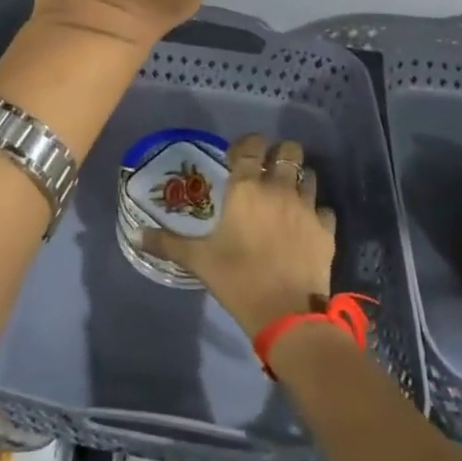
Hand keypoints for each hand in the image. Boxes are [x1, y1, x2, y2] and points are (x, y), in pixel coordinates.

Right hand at [142, 135, 335, 338]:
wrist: (287, 316)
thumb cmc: (237, 279)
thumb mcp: (197, 260)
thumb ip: (167, 243)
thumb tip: (135, 236)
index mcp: (246, 188)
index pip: (250, 146)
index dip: (246, 144)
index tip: (239, 155)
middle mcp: (278, 188)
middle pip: (288, 150)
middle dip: (280, 153)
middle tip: (267, 169)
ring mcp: (306, 207)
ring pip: (310, 175)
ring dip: (299, 179)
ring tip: (288, 194)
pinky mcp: (326, 230)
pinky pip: (324, 209)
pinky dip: (316, 212)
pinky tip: (306, 225)